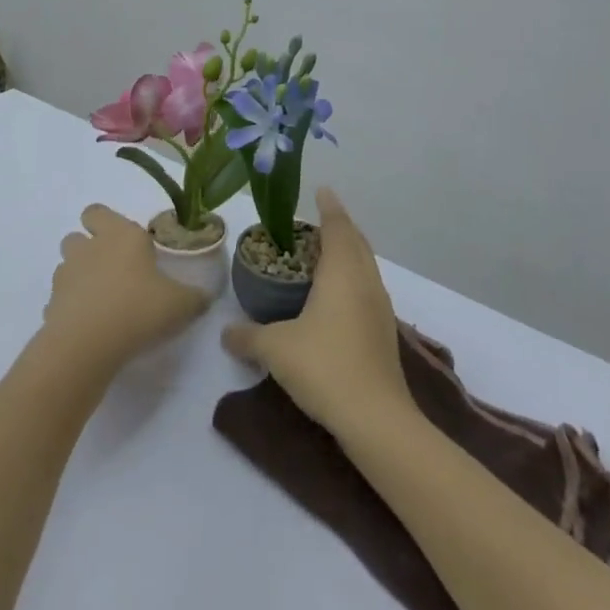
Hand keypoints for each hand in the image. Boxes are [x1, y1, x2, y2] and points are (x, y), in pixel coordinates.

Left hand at [43, 205, 209, 372]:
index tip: (125, 242)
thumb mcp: (180, 305)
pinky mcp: (51, 304)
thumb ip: (195, 297)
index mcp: (121, 236)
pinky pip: (61, 300)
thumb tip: (204, 296)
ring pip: (67, 265)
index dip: (105, 222)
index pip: (98, 212)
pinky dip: (71, 308)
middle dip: (89, 246)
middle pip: (76, 235)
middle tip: (113, 269)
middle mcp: (89, 248)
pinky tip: (90, 327)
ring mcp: (66, 275)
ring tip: (102, 300)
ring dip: (79, 276)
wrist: (88, 344)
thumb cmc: (139, 309)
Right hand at [221, 187, 412, 436]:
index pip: (338, 227)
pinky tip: (335, 298)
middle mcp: (365, 282)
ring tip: (323, 256)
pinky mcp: (383, 332)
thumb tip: (226, 333)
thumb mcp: (275, 349)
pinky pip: (367, 289)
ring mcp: (379, 308)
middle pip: (356, 242)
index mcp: (342, 273)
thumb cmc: (325, 367)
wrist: (376, 419)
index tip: (322, 190)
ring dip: (348, 253)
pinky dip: (352, 279)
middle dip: (339, 227)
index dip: (330, 207)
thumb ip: (248, 336)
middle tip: (315, 223)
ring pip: (365, 266)